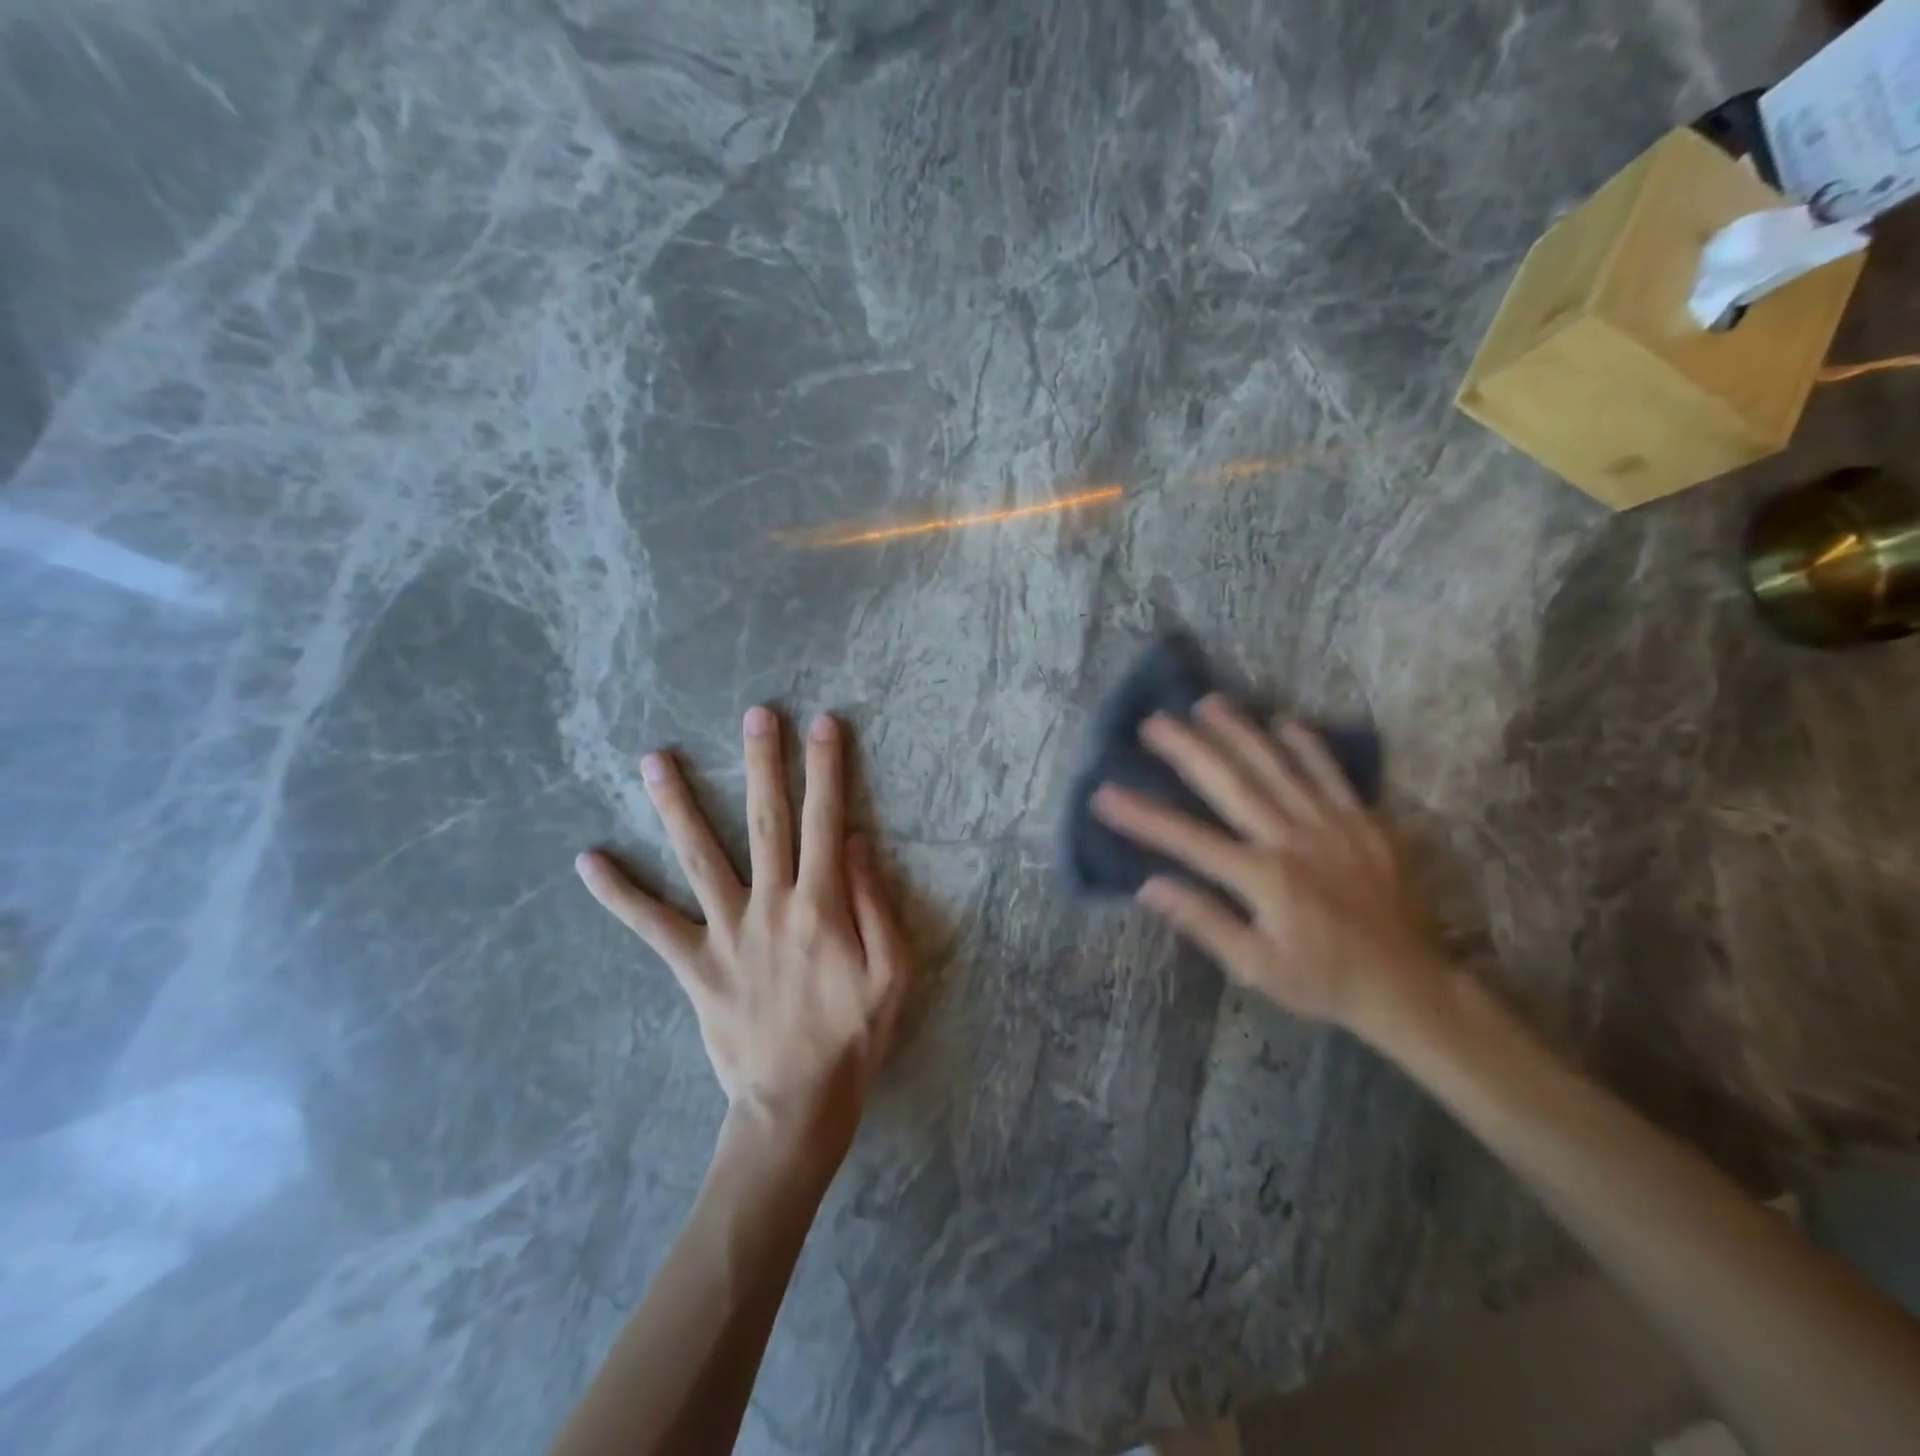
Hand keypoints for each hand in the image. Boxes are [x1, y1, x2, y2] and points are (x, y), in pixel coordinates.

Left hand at [576, 707, 913, 1150]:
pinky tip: (587, 860)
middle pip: (766, 820)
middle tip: (756, 715)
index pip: (826, 820)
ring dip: (678, 804)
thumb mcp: (894, 971)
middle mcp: (771, 905)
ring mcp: (726, 931)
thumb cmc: (855, 1036)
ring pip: (699, 856)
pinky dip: (618, 892)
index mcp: (823, 904)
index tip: (823, 724)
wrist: (796, 1104)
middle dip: (763, 763)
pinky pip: (650, 924)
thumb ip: (876, 901)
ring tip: (655, 758)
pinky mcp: (693, 963)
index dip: (827, 769)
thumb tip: (856, 839)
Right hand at [1091, 694, 1445, 1032]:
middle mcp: (1291, 838)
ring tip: (1207, 703)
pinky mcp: (1364, 821)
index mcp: (1262, 877)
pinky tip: (1284, 721)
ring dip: (1239, 731)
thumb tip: (1148, 886)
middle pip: (1230, 783)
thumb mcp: (1257, 968)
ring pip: (1277, 765)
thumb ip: (1205, 922)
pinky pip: (1331, 773)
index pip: (1187, 839)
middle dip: (1187, 749)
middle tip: (1153, 722)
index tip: (1104, 793)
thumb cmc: (1324, 980)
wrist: (1411, 985)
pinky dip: (1307, 745)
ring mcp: (1331, 823)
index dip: (1142, 816)